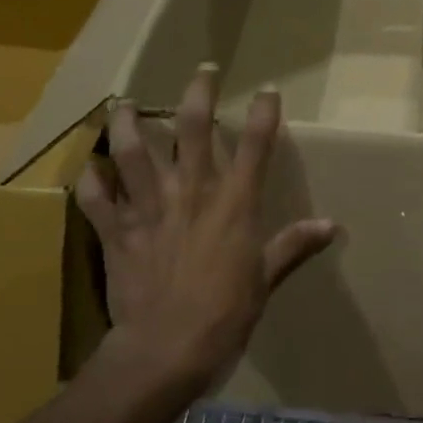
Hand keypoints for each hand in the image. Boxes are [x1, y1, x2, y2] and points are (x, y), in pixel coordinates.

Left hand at [75, 64, 338, 394]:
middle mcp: (191, 192)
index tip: (268, 90)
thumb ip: (293, 245)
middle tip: (202, 70)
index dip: (264, 112)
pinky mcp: (117, 231)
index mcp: (233, 203)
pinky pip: (96, 198)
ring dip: (126, 123)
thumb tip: (332, 226)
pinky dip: (91, 182)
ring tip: (123, 104)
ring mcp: (149, 208)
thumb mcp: (265, 280)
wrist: (165, 351)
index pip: (255, 145)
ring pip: (133, 151)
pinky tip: (89, 169)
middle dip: (198, 93)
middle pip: (193, 128)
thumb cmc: (224, 315)